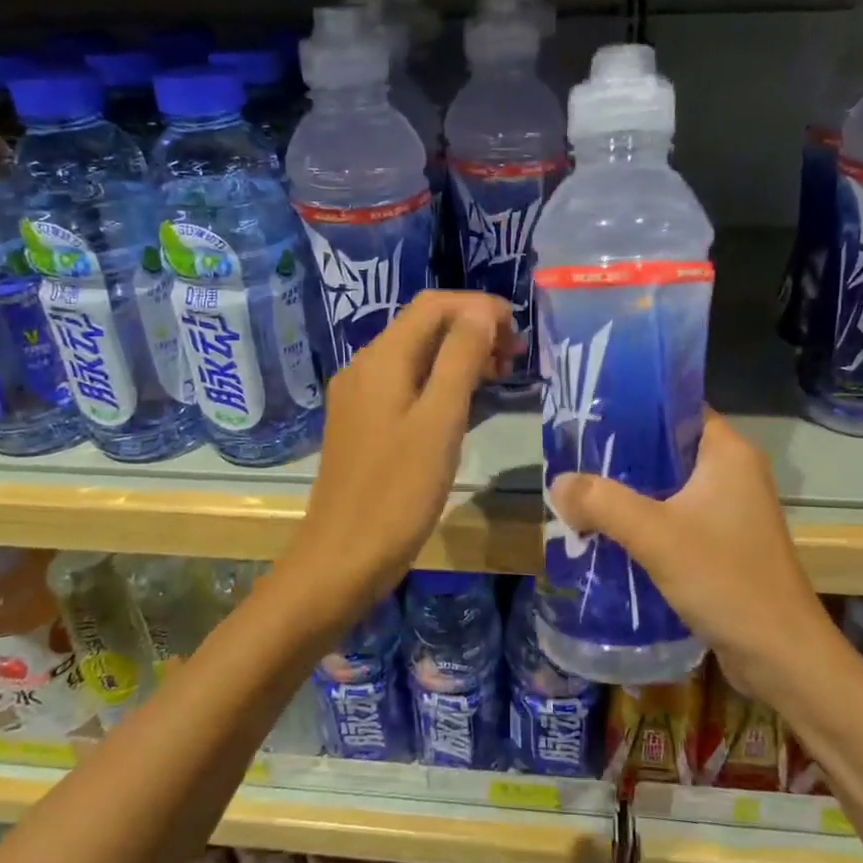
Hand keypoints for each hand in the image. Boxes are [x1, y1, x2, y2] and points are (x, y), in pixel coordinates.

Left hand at [288, 291, 520, 613]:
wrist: (343, 557)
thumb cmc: (398, 492)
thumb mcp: (440, 421)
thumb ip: (460, 359)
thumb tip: (481, 312)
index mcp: (382, 359)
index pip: (434, 305)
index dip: (480, 307)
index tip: (519, 333)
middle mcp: (365, 367)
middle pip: (424, 327)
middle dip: (473, 330)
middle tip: (517, 358)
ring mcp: (360, 397)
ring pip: (416, 357)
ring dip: (460, 357)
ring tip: (501, 378)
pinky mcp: (363, 424)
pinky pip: (406, 385)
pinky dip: (440, 383)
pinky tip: (466, 406)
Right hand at [548, 409, 840, 696]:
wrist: (781, 656)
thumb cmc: (725, 580)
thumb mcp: (655, 535)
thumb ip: (602, 502)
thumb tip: (557, 484)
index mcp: (728, 453)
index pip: (677, 408)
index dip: (633, 407)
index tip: (588, 415)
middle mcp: (733, 473)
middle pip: (667, 448)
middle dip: (621, 455)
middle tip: (573, 457)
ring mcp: (731, 510)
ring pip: (669, 486)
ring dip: (629, 492)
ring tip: (580, 492)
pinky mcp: (724, 543)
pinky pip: (675, 517)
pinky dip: (644, 521)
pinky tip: (607, 532)